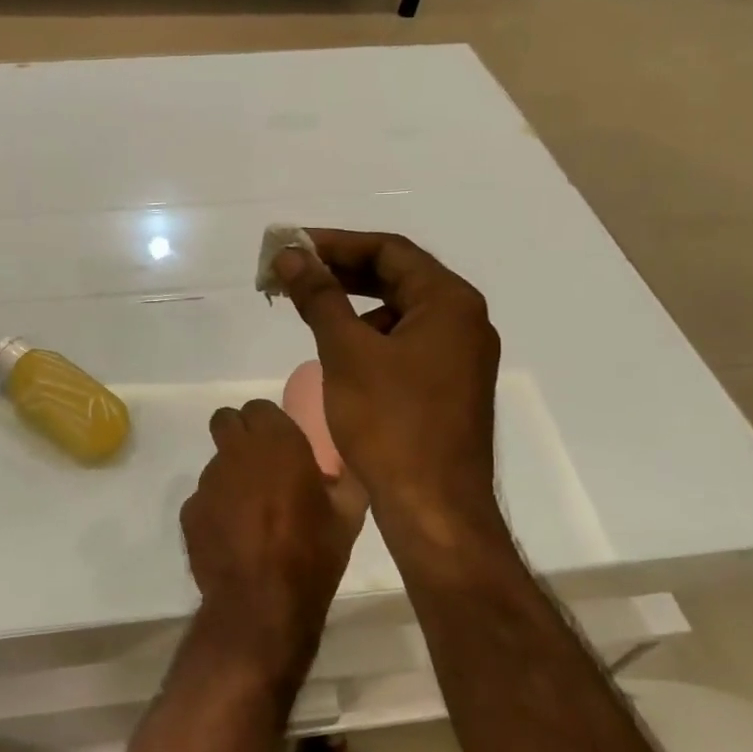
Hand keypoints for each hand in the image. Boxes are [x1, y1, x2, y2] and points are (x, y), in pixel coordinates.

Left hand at [180, 401, 366, 678]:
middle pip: (226, 421)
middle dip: (239, 434)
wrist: (261, 605)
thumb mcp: (348, 516)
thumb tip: (341, 466)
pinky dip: (216, 509)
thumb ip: (345, 479)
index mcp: (277, 443)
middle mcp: (236, 452)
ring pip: (216, 463)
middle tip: (260, 464)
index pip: (259, 407)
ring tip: (252, 514)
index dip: (268, 423)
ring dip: (231, 476)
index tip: (282, 444)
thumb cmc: (312, 555)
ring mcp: (208, 481)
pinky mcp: (190, 511)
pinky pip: (204, 498)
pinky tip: (234, 538)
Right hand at [271, 231, 501, 536]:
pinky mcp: (448, 387)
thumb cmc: (390, 423)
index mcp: (449, 302)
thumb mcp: (347, 352)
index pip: (389, 250)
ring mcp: (459, 356)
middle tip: (291, 273)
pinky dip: (369, 337)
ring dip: (353, 305)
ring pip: (399, 313)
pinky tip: (339, 354)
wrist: (433, 509)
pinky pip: (405, 344)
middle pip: (396, 277)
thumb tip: (290, 255)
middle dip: (341, 272)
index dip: (335, 243)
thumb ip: (319, 296)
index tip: (290, 246)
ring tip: (309, 313)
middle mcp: (463, 321)